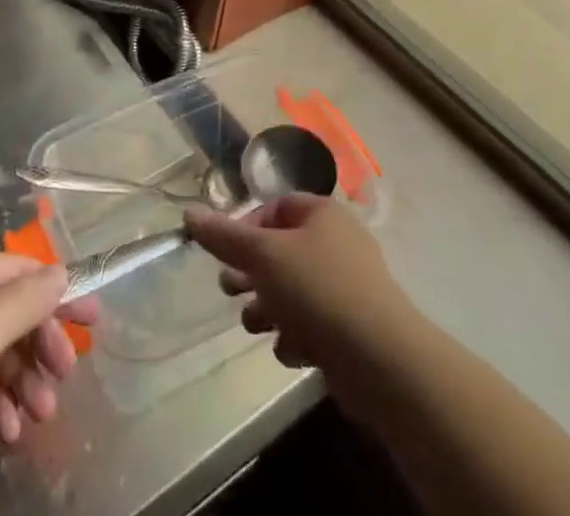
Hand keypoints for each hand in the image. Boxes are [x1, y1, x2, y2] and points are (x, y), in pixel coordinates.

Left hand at [0, 253, 96, 510]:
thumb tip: (60, 271)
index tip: (93, 319)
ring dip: (23, 380)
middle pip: (8, 312)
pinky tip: (9, 431)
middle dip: (39, 343)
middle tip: (66, 375)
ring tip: (41, 416)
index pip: (17, 271)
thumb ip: (19, 305)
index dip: (56, 291)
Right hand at [185, 195, 403, 388]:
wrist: (381, 361)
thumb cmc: (318, 290)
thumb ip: (224, 236)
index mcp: (323, 213)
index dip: (247, 226)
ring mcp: (349, 286)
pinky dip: (296, 334)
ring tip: (254, 325)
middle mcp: (338, 243)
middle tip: (229, 290)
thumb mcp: (263, 256)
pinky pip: (314, 322)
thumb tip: (188, 214)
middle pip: (282, 250)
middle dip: (252, 273)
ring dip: (269, 307)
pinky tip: (291, 350)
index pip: (276, 207)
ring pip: (294, 290)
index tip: (226, 253)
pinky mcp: (353, 327)